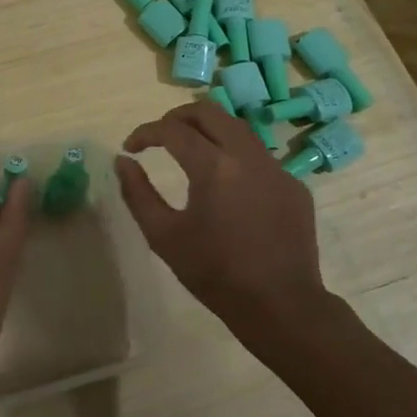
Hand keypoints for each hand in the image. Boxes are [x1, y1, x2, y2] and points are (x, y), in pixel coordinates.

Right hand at [115, 103, 333, 355]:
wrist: (281, 305)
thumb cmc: (215, 273)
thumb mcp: (164, 236)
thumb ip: (137, 193)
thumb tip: (123, 161)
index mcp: (214, 166)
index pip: (172, 130)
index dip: (145, 132)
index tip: (131, 147)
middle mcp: (248, 155)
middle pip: (209, 111)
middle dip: (177, 117)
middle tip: (160, 137)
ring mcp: (276, 167)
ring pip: (237, 127)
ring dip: (208, 131)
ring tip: (189, 152)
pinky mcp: (294, 184)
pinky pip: (258, 155)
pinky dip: (234, 156)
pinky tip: (227, 185)